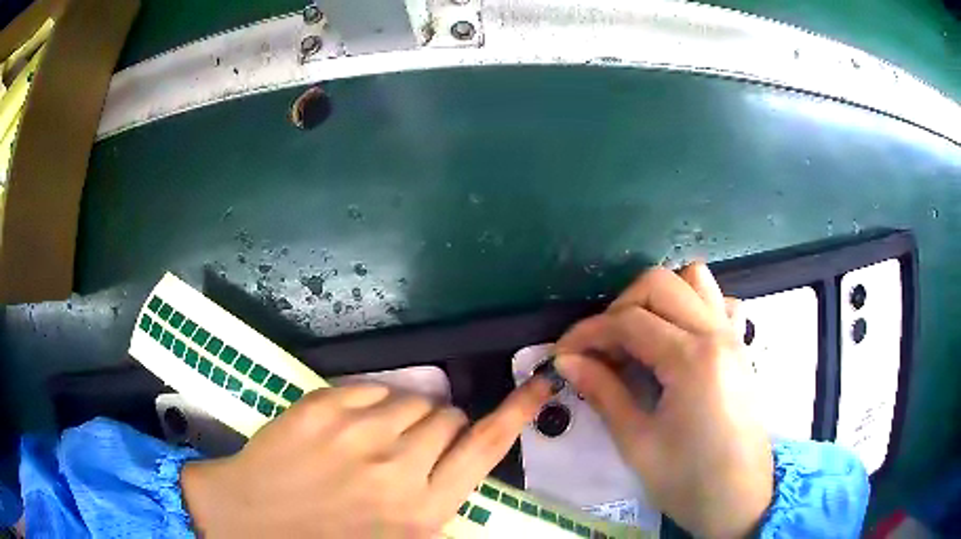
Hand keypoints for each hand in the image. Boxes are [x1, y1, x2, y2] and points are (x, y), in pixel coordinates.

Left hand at [181, 380, 551, 537]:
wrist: (249, 519)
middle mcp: (398, 467)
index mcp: (422, 510)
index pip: (487, 448)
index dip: (519, 412)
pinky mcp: (323, 405)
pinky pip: (372, 387)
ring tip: (375, 441)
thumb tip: (458, 465)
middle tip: (413, 450)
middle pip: (450, 417)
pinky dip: (370, 403)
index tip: (541, 384)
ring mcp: (357, 431)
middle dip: (440, 429)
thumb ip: (434, 506)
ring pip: (412, 399)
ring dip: (405, 416)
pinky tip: (347, 428)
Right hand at [555, 263, 771, 537]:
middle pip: (659, 284)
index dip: (588, 332)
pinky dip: (694, 306)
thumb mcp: (637, 442)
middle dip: (619, 306)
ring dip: (658, 297)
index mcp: (691, 359)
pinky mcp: (741, 347)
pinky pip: (720, 303)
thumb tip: (567, 361)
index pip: (629, 321)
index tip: (563, 352)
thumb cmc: (687, 479)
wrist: (738, 498)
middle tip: (600, 346)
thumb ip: (603, 392)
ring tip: (639, 334)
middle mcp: (716, 333)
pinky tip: (679, 338)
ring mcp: (733, 335)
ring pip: (694, 279)